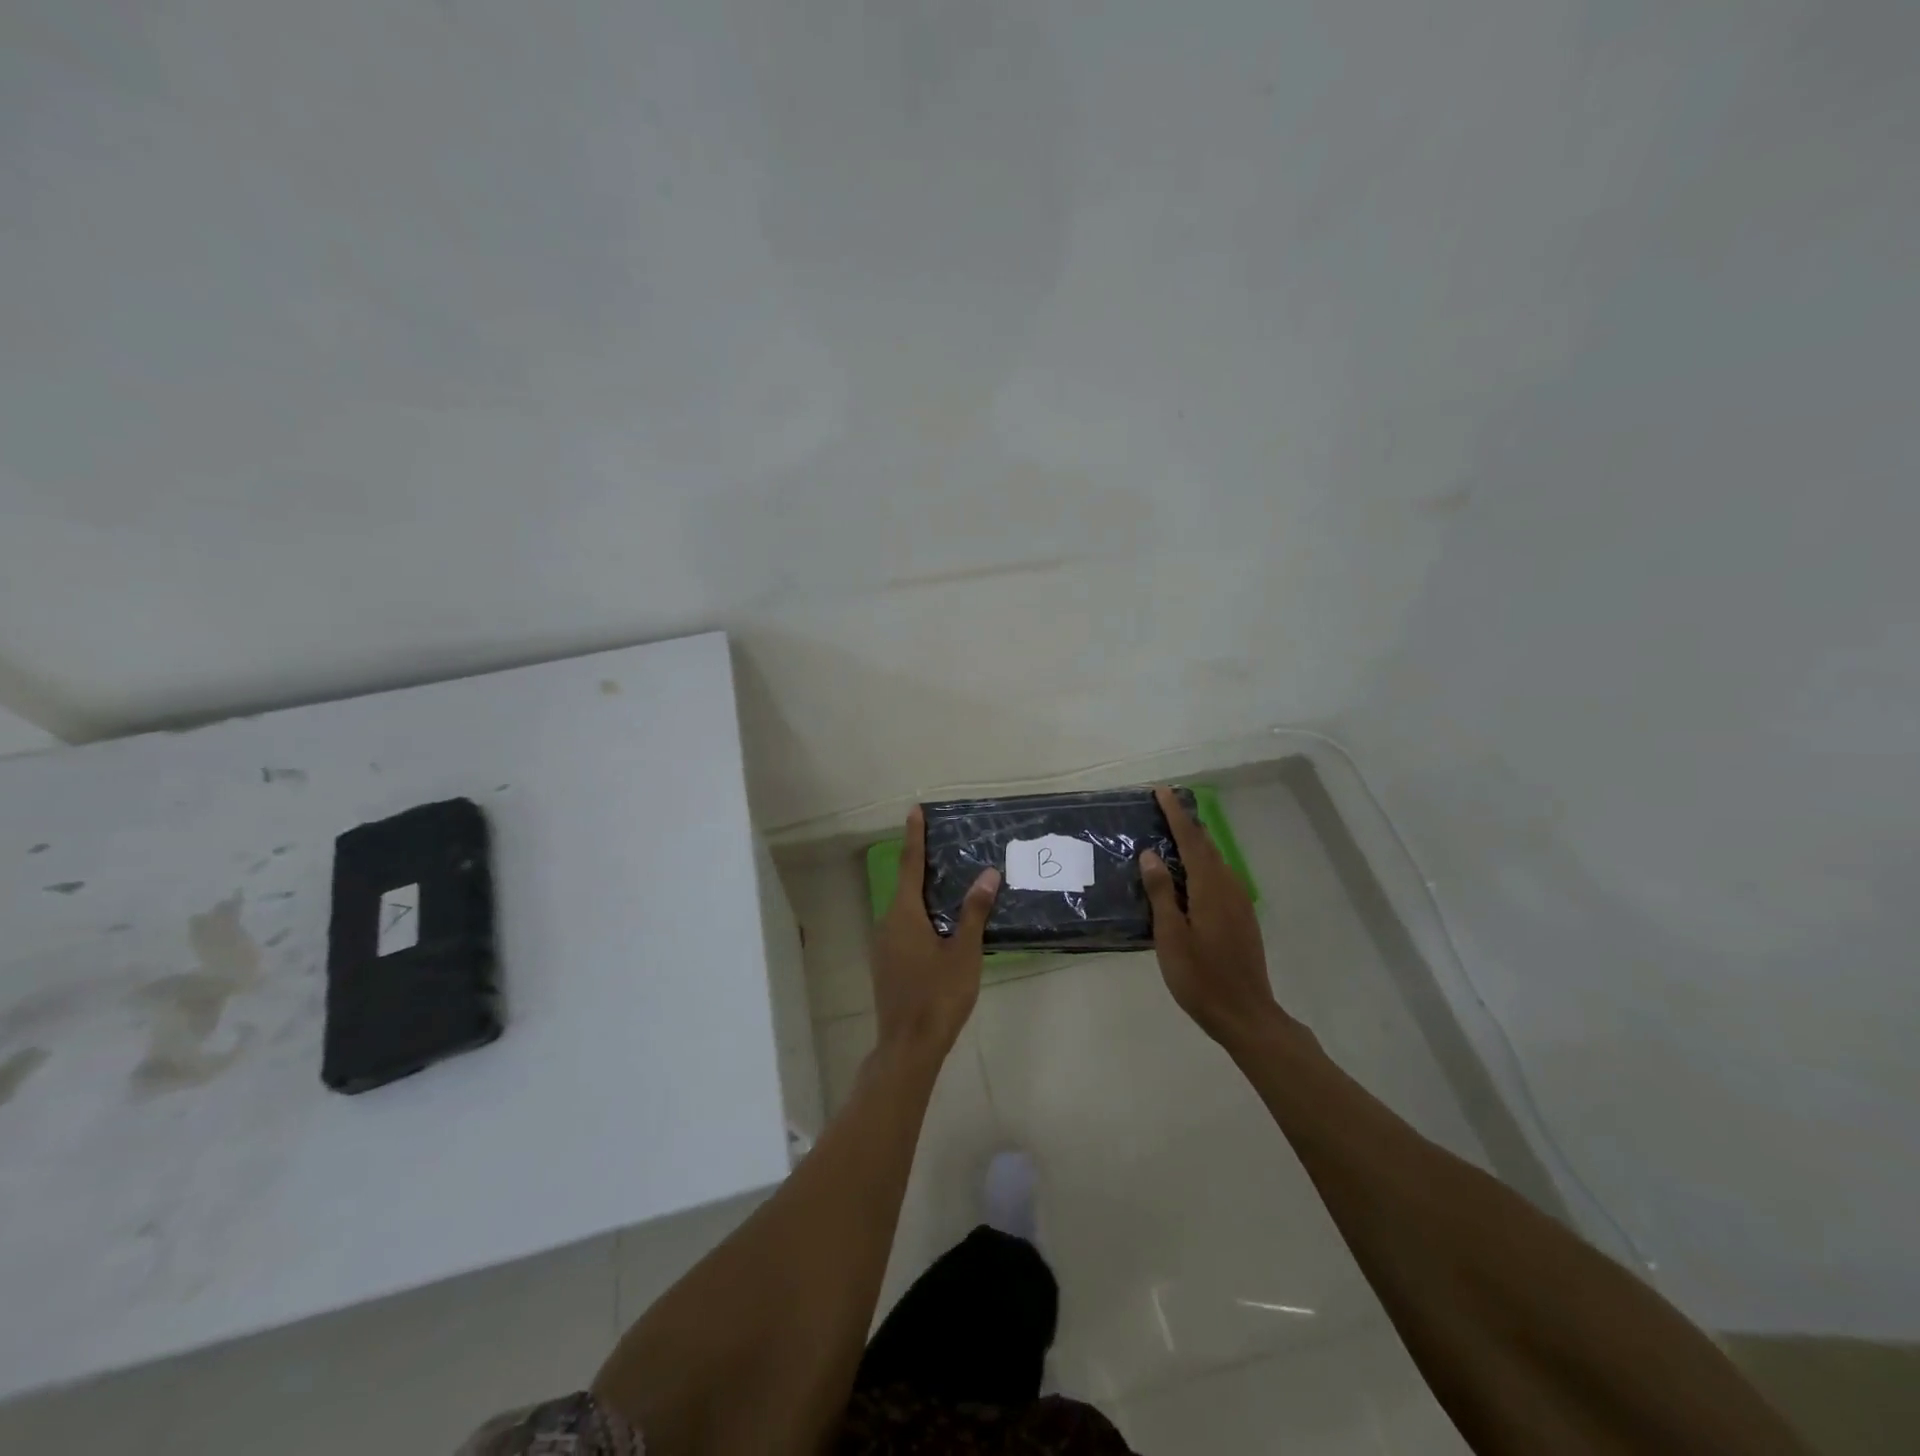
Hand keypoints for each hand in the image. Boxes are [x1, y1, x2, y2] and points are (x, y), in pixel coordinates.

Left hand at [872, 806, 999, 1060]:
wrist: (909, 1046)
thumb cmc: (938, 995)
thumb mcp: (964, 952)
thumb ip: (974, 912)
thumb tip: (988, 874)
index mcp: (904, 914)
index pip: (911, 865)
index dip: (914, 836)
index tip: (914, 810)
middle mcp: (888, 923)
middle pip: (907, 885)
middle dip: (924, 865)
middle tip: (945, 846)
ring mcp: (884, 946)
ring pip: (906, 909)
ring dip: (924, 894)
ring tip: (950, 884)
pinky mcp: (888, 964)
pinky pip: (905, 927)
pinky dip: (922, 916)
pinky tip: (941, 926)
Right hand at [1141, 786, 1287, 1049]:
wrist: (1246, 1014)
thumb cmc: (1200, 977)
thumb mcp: (1170, 936)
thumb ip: (1161, 892)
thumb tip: (1151, 854)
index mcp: (1209, 888)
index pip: (1191, 840)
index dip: (1175, 814)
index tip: (1161, 791)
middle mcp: (1228, 887)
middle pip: (1206, 846)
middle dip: (1185, 824)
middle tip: (1162, 809)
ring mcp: (1238, 902)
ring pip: (1214, 861)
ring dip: (1194, 845)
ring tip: (1169, 839)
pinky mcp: (1241, 917)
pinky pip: (1219, 878)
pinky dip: (1201, 866)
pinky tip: (1187, 878)